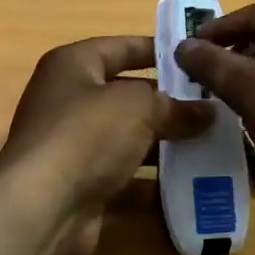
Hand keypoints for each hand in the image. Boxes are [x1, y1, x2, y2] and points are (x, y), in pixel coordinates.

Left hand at [0, 36, 210, 254]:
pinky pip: (123, 175)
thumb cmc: (87, 134)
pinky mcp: (79, 185)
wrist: (42, 207)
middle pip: (125, 94)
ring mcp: (71, 145)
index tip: (195, 59)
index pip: (121, 47)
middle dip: (167, 102)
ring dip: (163, 143)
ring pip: (126, 137)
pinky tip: (187, 182)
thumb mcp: (139, 107)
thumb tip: (208, 112)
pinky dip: (150, 180)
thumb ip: (174, 106)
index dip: (158, 50)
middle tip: (212, 107)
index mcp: (73, 65)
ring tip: (209, 144)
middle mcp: (67, 100)